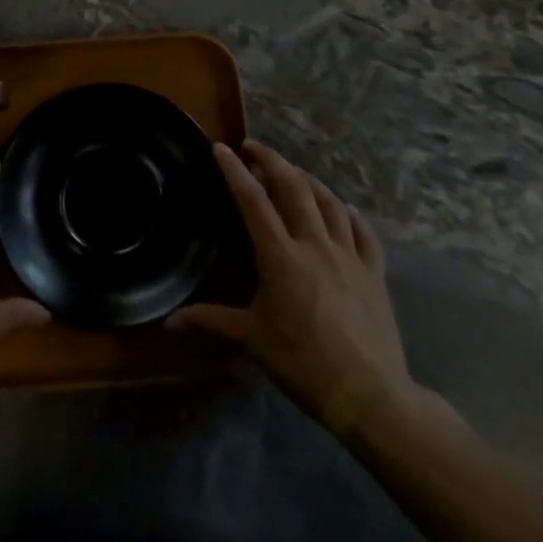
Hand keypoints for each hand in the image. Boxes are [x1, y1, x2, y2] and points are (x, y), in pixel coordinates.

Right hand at [170, 142, 427, 444]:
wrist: (370, 393)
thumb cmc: (303, 363)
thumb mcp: (252, 340)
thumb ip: (211, 321)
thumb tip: (168, 322)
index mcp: (280, 256)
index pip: (253, 201)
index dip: (235, 171)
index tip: (222, 148)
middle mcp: (314, 245)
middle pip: (294, 188)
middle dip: (272, 161)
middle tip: (254, 148)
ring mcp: (349, 255)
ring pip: (329, 202)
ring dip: (309, 180)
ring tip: (294, 172)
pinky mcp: (374, 272)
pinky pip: (364, 232)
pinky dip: (351, 215)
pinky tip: (346, 209)